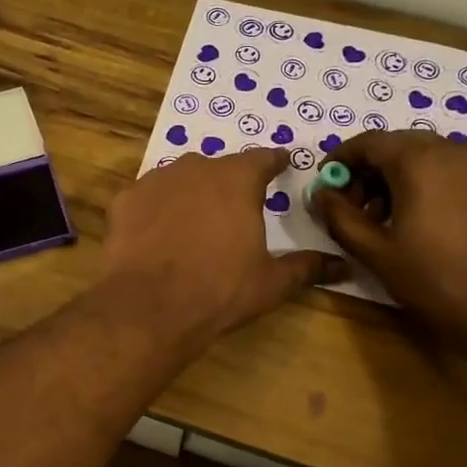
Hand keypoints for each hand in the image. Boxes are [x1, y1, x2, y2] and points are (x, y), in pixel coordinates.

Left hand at [102, 149, 335, 345]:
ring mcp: (155, 181)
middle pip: (218, 168)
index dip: (274, 162)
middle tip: (233, 208)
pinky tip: (155, 235)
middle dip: (228, 183)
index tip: (282, 163)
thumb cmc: (220, 290)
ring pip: (178, 179)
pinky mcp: (124, 201)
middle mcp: (195, 168)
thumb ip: (306, 267)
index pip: (263, 159)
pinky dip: (155, 211)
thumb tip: (342, 265)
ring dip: (189, 193)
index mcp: (237, 180)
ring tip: (193, 222)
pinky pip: (146, 198)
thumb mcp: (271, 282)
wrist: (150, 307)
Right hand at [311, 131, 466, 349]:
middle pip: (397, 145)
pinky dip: (424, 181)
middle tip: (351, 207)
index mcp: (419, 161)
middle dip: (368, 169)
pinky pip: (449, 167)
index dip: (341, 159)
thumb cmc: (436, 280)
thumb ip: (341, 217)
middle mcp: (451, 150)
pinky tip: (416, 218)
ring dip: (395, 176)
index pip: (369, 142)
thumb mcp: (377, 252)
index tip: (325, 185)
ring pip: (424, 155)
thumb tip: (321, 194)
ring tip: (382, 217)